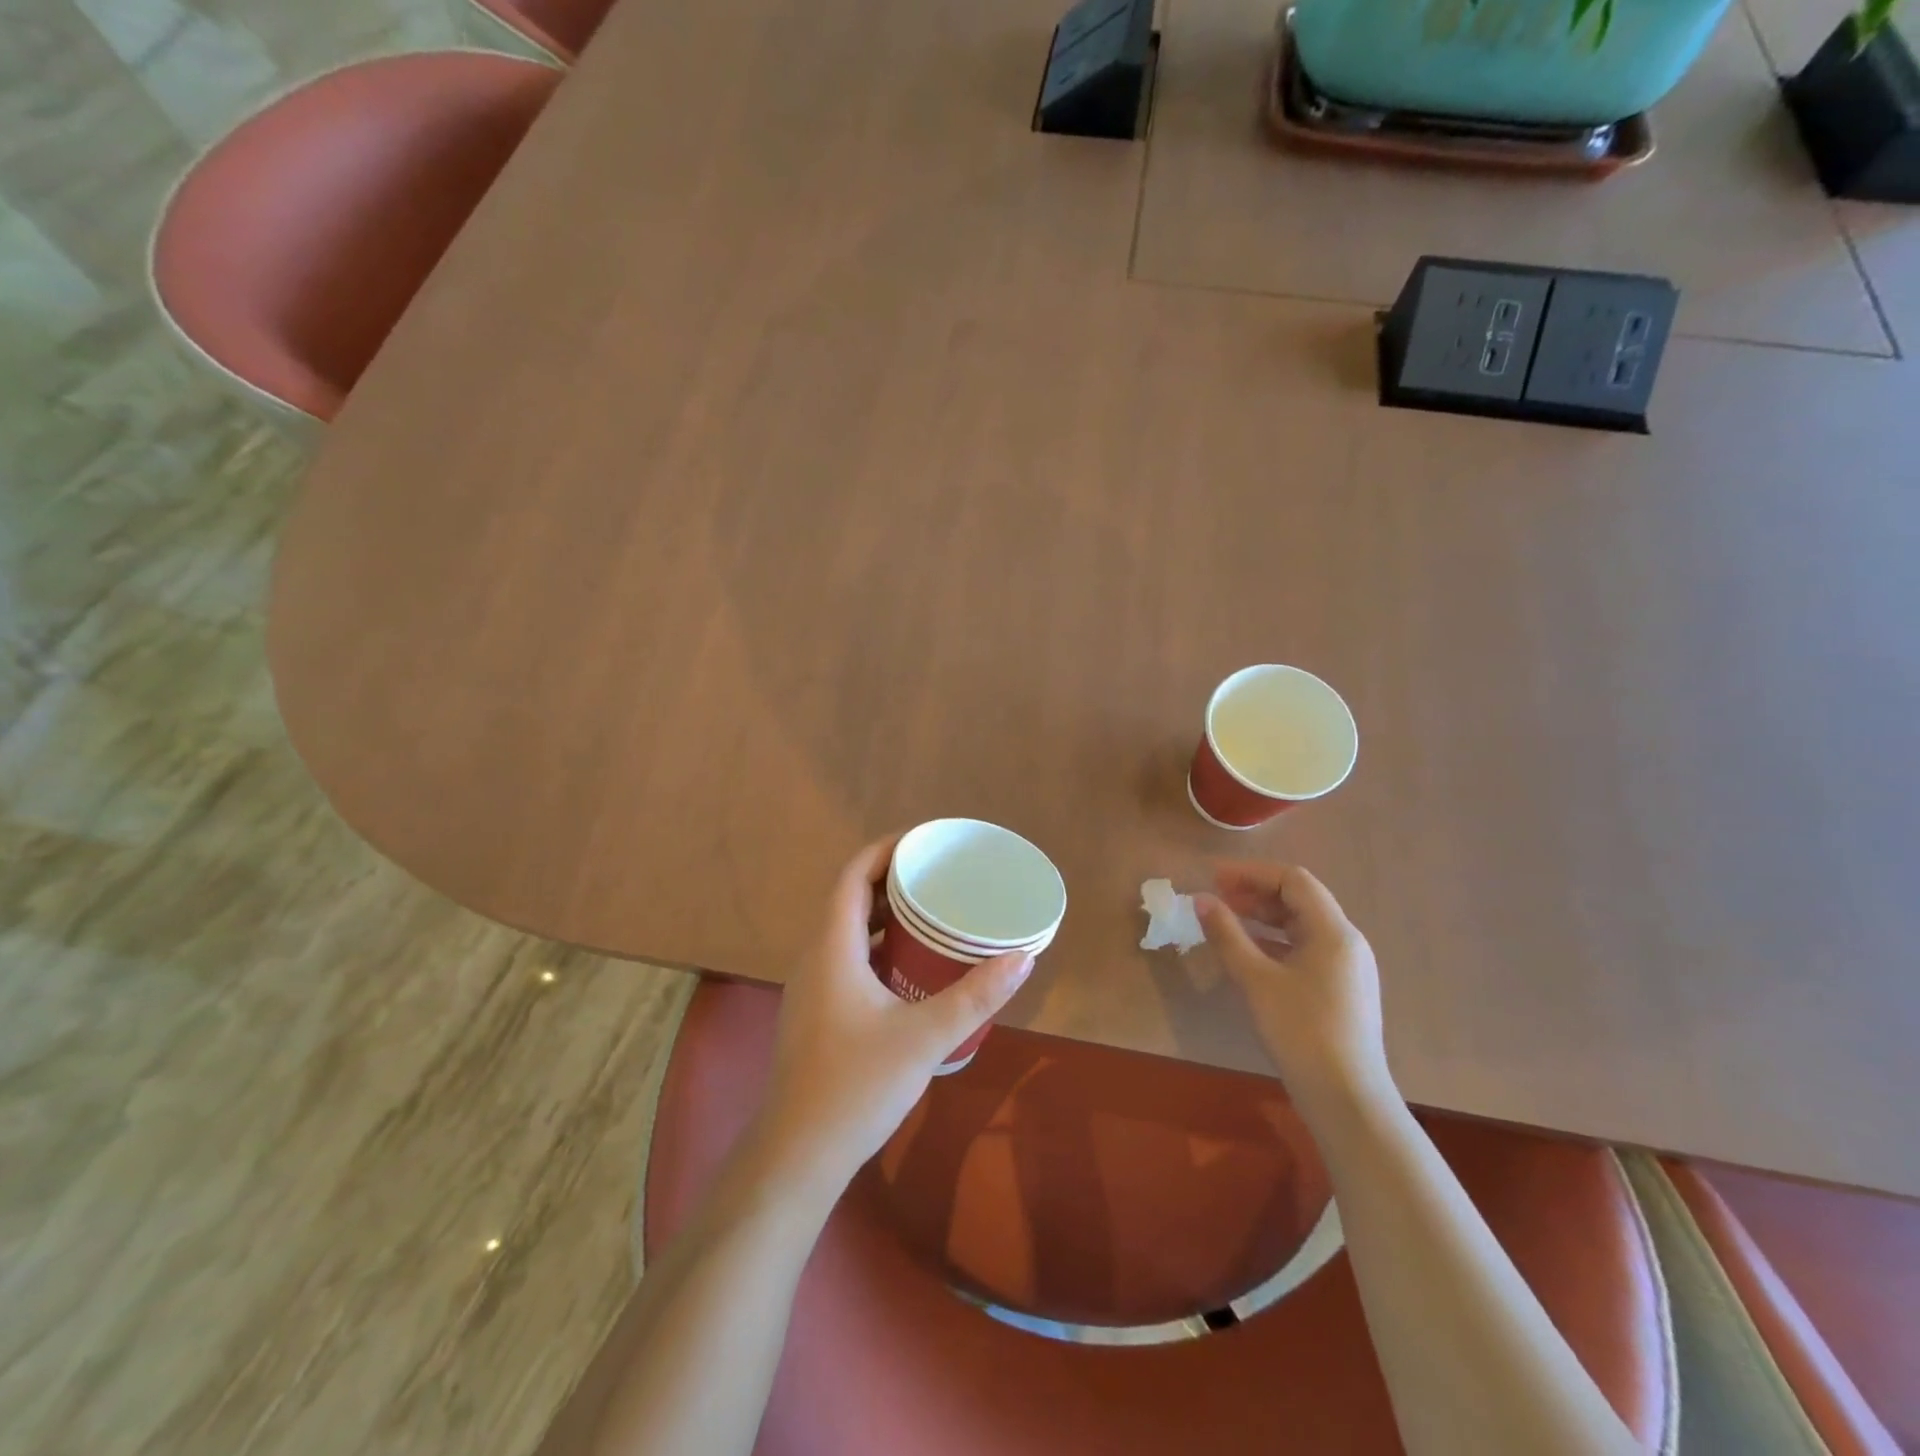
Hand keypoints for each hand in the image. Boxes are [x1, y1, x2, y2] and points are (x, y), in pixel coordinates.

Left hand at [753, 835, 1033, 1195]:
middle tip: (939, 876)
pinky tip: (909, 968)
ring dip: (885, 916)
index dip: (885, 850)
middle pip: (850, 899)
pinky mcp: (816, 1013)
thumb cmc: (856, 1086)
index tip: (924, 842)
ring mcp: (811, 987)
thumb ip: (975, 996)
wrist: (797, 1156)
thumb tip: (1023, 958)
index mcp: (832, 948)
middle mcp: (815, 957)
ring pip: (848, 932)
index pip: (852, 876)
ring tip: (932, 914)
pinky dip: (877, 947)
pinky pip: (846, 959)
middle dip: (892, 880)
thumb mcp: (925, 1037)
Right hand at [1195, 862, 1388, 1105]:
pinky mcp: (1340, 990)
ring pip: (1301, 926)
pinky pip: (1305, 949)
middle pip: (1299, 900)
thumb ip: (1227, 935)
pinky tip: (1248, 954)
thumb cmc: (1301, 1031)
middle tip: (1215, 898)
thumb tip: (1201, 899)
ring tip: (1225, 921)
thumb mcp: (1256, 980)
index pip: (1293, 880)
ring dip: (1263, 918)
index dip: (1251, 873)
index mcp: (1334, 931)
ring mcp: (1346, 968)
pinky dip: (1274, 942)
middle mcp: (1346, 942)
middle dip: (1255, 893)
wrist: (1346, 1099)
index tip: (1214, 878)